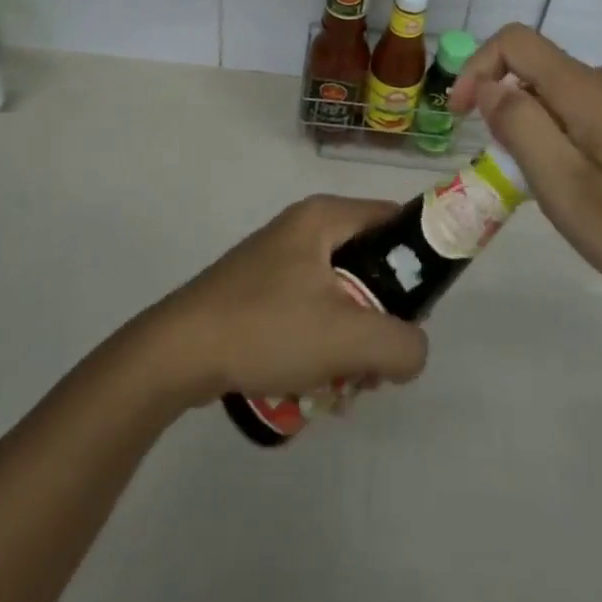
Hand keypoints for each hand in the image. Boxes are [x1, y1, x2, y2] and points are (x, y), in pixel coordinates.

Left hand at [139, 196, 428, 404]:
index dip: (418, 258)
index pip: (393, 219)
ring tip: (341, 385)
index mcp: (324, 217)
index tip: (422, 308)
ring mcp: (277, 260)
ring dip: (350, 342)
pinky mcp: (259, 291)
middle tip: (375, 363)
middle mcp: (303, 228)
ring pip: (340, 296)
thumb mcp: (347, 338)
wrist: (178, 353)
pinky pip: (310, 312)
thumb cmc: (266, 327)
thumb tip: (414, 350)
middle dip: (380, 319)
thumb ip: (401, 344)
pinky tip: (311, 385)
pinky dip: (320, 346)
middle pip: (368, 265)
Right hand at [451, 25, 601, 317]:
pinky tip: (587, 189)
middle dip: (506, 111)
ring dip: (536, 130)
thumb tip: (487, 84)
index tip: (461, 117)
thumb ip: (520, 128)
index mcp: (586, 89)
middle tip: (512, 174)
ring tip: (551, 191)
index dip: (476, 67)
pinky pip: (586, 113)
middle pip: (535, 70)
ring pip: (559, 96)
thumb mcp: (567, 188)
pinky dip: (564, 138)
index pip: (514, 41)